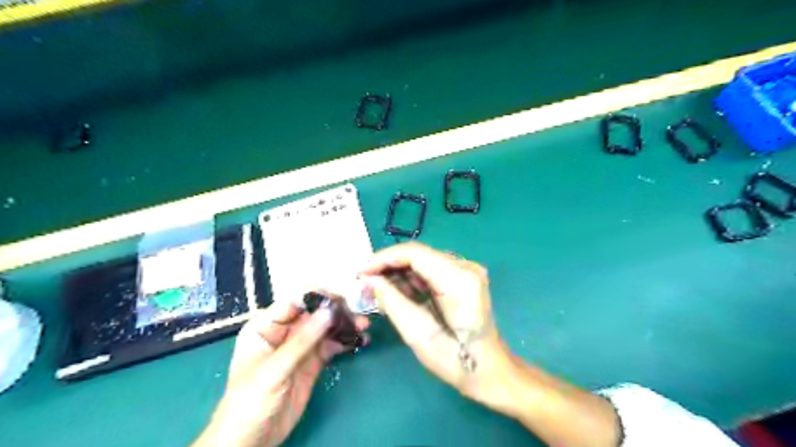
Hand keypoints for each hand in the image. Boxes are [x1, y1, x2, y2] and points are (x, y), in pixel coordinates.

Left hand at [192, 297, 368, 446]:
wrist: (251, 441)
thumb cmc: (250, 401)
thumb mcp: (275, 369)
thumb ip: (302, 340)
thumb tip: (330, 311)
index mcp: (266, 326)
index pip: (295, 301)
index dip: (318, 295)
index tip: (342, 294)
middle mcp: (284, 331)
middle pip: (314, 312)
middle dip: (336, 310)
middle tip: (359, 310)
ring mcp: (300, 347)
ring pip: (326, 328)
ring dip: (345, 324)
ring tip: (364, 325)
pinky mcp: (313, 362)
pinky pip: (332, 345)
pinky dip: (346, 341)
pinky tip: (360, 340)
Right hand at [360, 243, 515, 413]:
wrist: (488, 370)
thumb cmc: (455, 360)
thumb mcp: (418, 334)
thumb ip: (392, 301)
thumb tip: (368, 280)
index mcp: (459, 279)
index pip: (415, 253)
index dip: (383, 258)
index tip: (360, 272)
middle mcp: (466, 267)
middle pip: (419, 254)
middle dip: (388, 265)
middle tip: (364, 282)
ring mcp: (467, 270)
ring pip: (423, 260)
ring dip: (398, 272)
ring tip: (376, 289)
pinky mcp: (464, 276)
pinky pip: (431, 269)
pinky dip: (412, 278)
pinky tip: (396, 291)